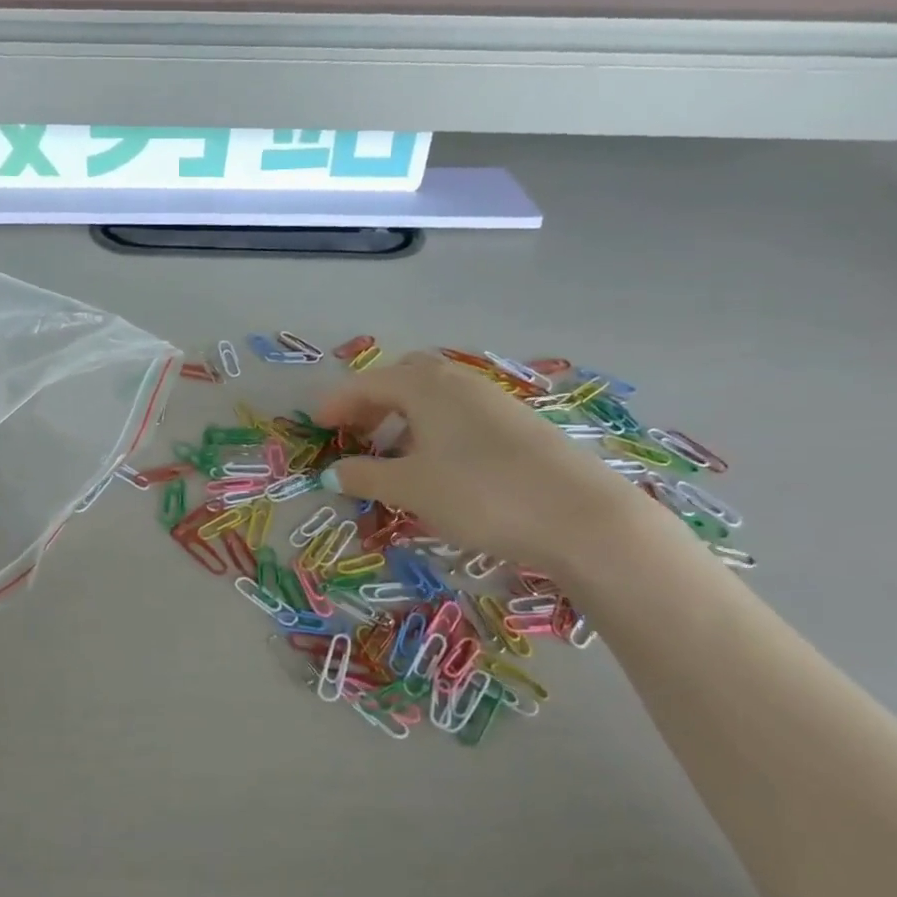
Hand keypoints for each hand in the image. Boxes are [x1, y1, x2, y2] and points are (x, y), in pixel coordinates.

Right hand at [315, 354, 644, 572]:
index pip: (368, 383)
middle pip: (404, 380)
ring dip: (403, 418)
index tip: (316, 424)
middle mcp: (459, 383)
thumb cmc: (480, 494)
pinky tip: (438, 466)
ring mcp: (494, 401)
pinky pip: (459, 415)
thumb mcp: (411, 489)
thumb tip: (332, 472)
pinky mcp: (518, 425)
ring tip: (391, 455)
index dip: (338, 402)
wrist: (580, 516)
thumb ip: (366, 477)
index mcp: (426, 387)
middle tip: (353, 434)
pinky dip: (433, 430)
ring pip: (434, 398)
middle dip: (373, 403)